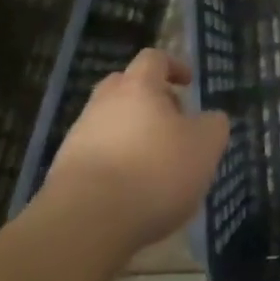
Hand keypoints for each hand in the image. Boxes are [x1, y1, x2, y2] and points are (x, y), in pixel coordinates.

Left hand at [36, 50, 230, 256]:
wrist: (87, 220)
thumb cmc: (155, 172)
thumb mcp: (205, 147)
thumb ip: (213, 126)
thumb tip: (210, 119)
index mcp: (138, 87)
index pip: (154, 59)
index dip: (174, 66)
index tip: (189, 83)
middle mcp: (103, 103)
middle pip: (125, 87)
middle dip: (150, 100)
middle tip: (172, 123)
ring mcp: (79, 135)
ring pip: (111, 123)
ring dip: (133, 136)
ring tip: (157, 166)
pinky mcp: (66, 169)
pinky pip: (98, 155)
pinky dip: (117, 164)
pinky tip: (133, 192)